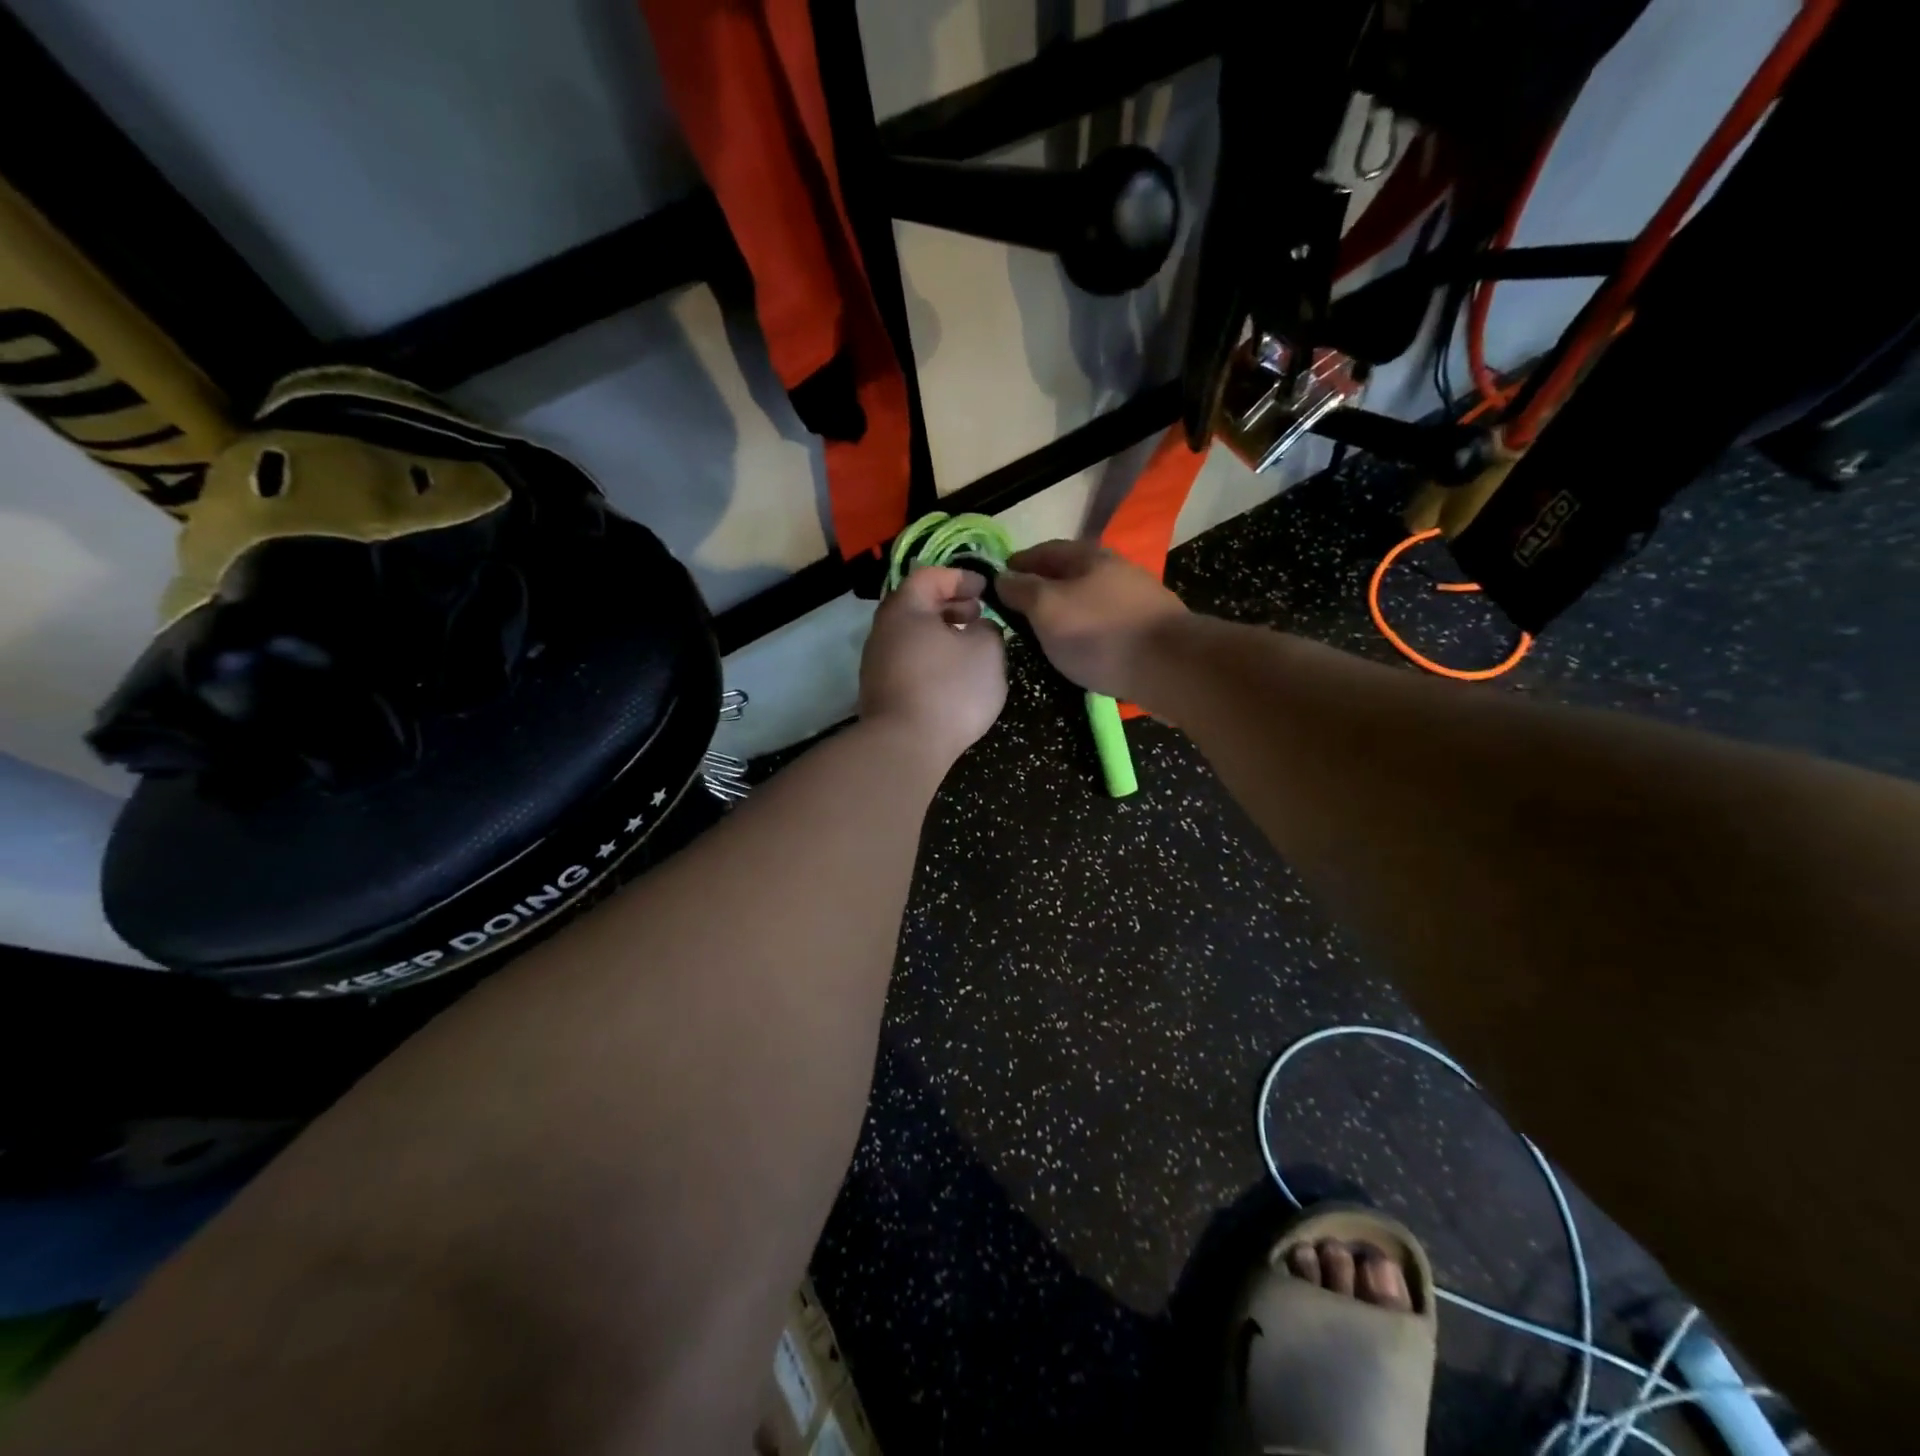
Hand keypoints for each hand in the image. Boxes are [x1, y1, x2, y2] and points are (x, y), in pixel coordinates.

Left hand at [859, 566, 1007, 764]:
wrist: (904, 746)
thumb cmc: (949, 688)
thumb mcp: (987, 650)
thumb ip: (988, 628)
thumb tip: (978, 628)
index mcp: (905, 609)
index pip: (930, 576)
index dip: (960, 577)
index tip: (986, 589)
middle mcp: (883, 630)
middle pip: (917, 605)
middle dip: (950, 605)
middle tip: (978, 614)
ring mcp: (876, 663)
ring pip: (912, 636)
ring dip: (941, 634)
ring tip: (970, 647)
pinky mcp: (880, 692)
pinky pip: (909, 662)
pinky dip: (931, 658)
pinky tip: (952, 677)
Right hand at [996, 540, 1187, 698]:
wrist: (1170, 666)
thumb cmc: (1099, 633)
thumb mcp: (1047, 609)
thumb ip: (1022, 591)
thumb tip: (1002, 577)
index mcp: (1088, 556)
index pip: (1043, 551)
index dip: (1017, 564)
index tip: (997, 581)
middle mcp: (1114, 568)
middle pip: (1069, 573)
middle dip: (1042, 587)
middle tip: (1019, 611)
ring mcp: (1136, 598)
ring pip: (1089, 598)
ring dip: (1066, 610)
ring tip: (1047, 633)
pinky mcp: (1149, 627)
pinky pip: (1106, 621)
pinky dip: (1088, 629)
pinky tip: (1082, 648)